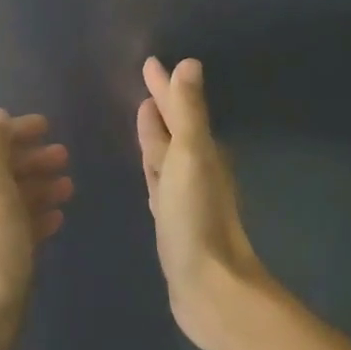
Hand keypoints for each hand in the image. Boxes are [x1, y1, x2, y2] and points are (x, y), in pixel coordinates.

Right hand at [136, 58, 270, 349]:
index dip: (165, 86)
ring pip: (167, 156)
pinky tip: (148, 171)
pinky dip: (153, 170)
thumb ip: (190, 113)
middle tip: (145, 84)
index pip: (180, 109)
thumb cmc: (196, 218)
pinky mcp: (173, 221)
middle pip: (175, 130)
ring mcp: (184, 197)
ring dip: (156, 136)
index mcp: (202, 152)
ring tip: (143, 116)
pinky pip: (160, 183)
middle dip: (162, 106)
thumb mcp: (191, 158)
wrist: (208, 285)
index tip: (150, 63)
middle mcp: (197, 170)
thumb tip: (190, 64)